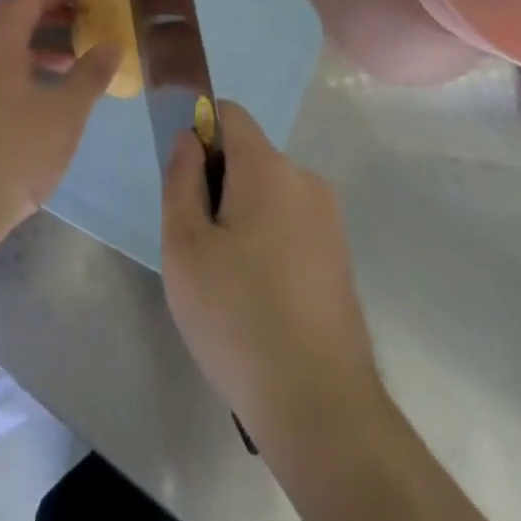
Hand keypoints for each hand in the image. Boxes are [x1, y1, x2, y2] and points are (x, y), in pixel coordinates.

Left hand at [0, 0, 117, 251]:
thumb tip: (112, 45)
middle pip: (6, 14)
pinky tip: (35, 92)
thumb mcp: (64, 114)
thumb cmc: (13, 152)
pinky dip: (12, 62)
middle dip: (42, 12)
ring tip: (65, 60)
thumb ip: (90, 75)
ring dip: (28, 40)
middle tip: (75, 22)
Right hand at [161, 101, 386, 442]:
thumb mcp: (184, 246)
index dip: (199, 132)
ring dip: (242, 215)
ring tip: (226, 279)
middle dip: (217, 182)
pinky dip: (268, 240)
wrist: (322, 407)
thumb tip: (189, 138)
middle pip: (248, 155)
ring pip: (268, 192)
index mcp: (268, 167)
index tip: (183, 181)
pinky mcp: (339, 255)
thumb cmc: (238, 318)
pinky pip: (290, 223)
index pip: (229, 113)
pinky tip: (258, 297)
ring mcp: (328, 219)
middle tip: (198, 244)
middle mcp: (305, 179)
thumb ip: (181, 178)